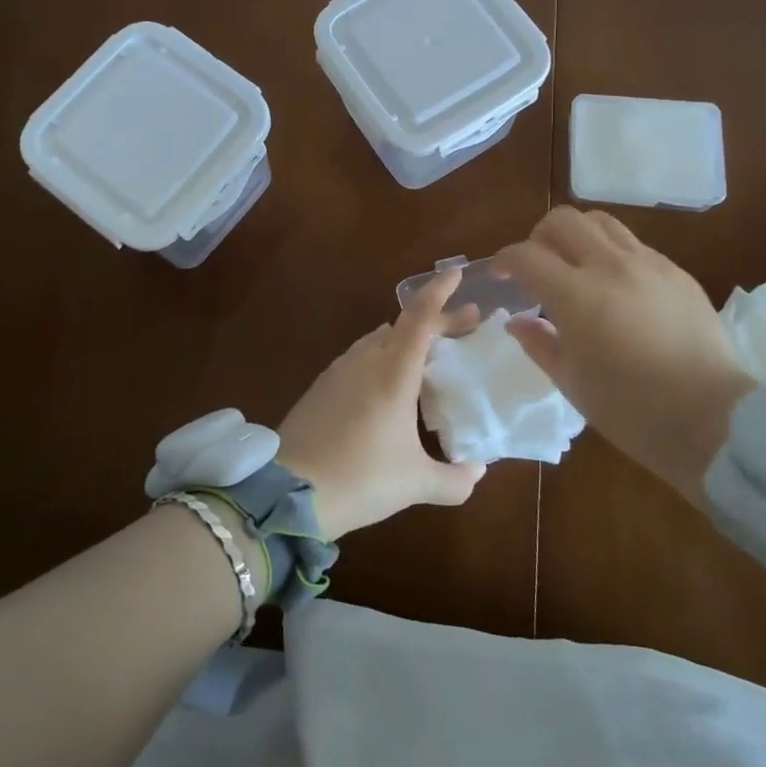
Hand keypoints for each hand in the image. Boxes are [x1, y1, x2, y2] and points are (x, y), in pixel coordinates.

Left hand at [276, 268, 486, 539]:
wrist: (287, 492)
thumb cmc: (359, 478)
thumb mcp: (415, 484)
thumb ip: (455, 479)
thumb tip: (477, 471)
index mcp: (393, 371)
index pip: (420, 316)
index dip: (439, 291)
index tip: (457, 274)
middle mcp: (366, 360)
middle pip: (404, 326)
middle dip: (437, 320)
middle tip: (467, 324)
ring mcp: (339, 371)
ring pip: (380, 340)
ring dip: (408, 339)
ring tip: (430, 354)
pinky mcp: (322, 387)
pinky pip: (360, 358)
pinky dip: (384, 357)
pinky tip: (389, 383)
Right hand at [495, 207, 756, 494]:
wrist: (713, 420)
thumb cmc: (631, 410)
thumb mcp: (571, 382)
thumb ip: (539, 343)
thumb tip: (517, 320)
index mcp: (577, 295)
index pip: (527, 255)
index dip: (505, 260)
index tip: (501, 275)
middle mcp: (611, 266)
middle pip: (563, 220)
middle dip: (539, 236)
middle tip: (538, 266)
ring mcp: (649, 265)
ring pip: (602, 223)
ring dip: (578, 237)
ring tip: (576, 268)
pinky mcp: (678, 273)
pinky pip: (635, 245)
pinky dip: (612, 254)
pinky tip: (617, 288)